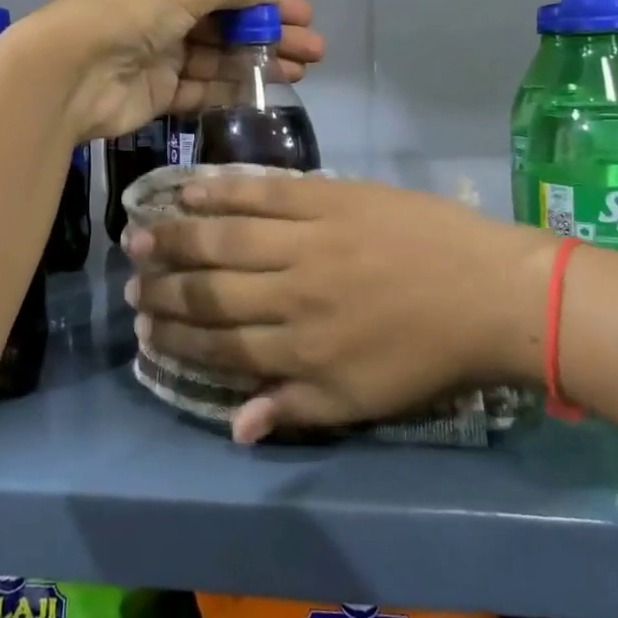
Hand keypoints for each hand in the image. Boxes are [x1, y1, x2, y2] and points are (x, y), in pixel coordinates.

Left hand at [20, 0, 322, 143]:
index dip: (266, 1)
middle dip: (271, 35)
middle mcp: (163, 15)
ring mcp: (160, 57)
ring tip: (301, 72)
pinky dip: (233, 89)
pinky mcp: (158, 94)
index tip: (304, 15)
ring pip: (220, 60)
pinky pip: (203, 90)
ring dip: (260, 63)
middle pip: (228, 26)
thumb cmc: (127, 15)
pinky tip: (266, 91)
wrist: (68, 72)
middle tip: (314, 50)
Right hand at [124, 174, 555, 442]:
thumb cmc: (429, 355)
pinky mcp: (327, 198)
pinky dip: (222, 191)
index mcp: (301, 351)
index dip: (176, 338)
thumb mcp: (363, 402)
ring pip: (225, 240)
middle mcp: (292, 296)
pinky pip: (263, 193)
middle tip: (130, 283)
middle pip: (210, 291)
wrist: (488, 291)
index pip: (219, 346)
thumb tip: (233, 428)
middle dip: (163, 289)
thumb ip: (294, 410)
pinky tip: (190, 189)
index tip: (144, 331)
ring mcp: (308, 241)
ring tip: (139, 235)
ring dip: (177, 238)